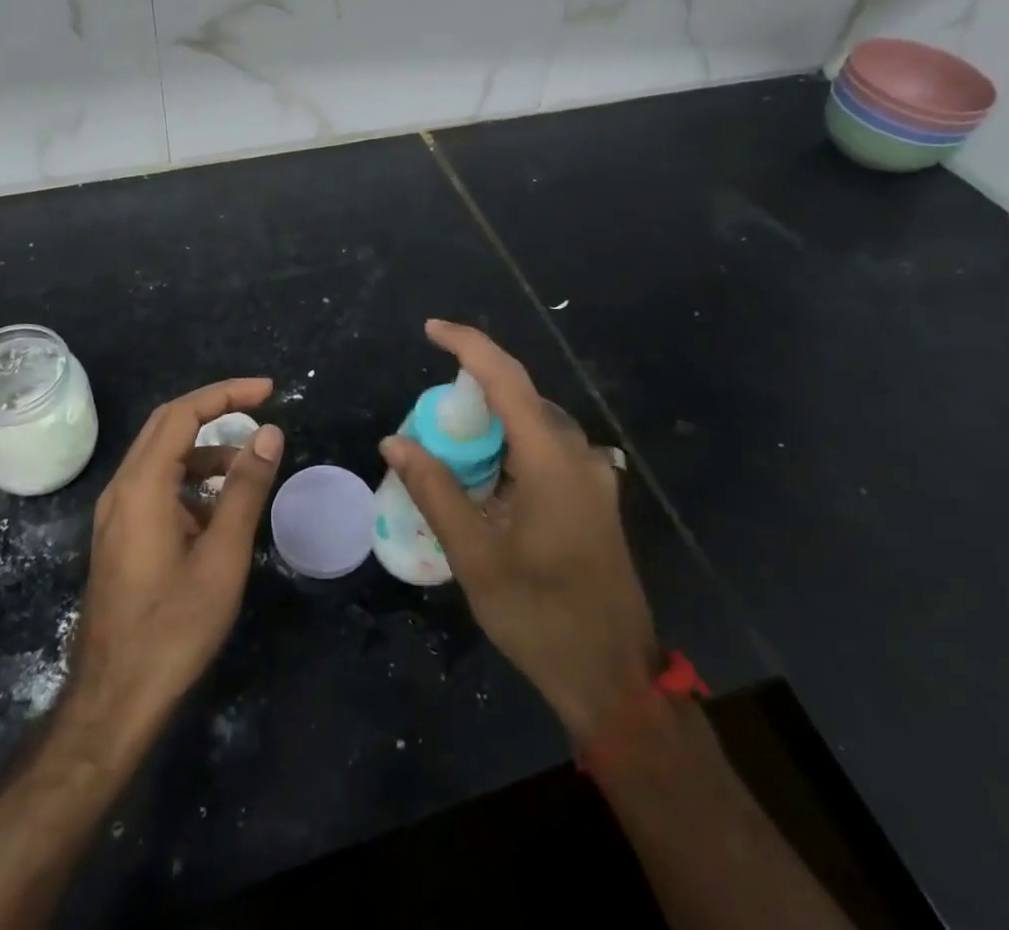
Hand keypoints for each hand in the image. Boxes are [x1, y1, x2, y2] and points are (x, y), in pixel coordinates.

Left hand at [66, 379, 283, 747]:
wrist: (114, 701)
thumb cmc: (173, 627)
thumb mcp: (222, 556)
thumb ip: (245, 489)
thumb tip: (270, 433)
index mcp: (142, 486)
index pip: (183, 413)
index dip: (226, 393)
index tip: (268, 391)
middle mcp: (122, 489)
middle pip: (167, 425)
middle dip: (215, 408)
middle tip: (261, 406)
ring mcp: (116, 514)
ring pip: (162, 456)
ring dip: (205, 449)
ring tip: (249, 467)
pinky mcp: (120, 536)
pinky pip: (157, 486)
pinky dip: (191, 480)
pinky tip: (219, 509)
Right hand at [380, 321, 657, 743]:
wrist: (614, 679)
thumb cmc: (540, 618)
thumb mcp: (476, 557)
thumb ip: (435, 491)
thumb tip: (394, 442)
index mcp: (552, 461)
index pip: (507, 379)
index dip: (468, 345)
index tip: (431, 330)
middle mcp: (579, 455)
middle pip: (521, 398)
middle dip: (472, 394)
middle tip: (428, 420)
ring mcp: (593, 476)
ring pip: (534, 424)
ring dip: (492, 424)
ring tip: (449, 450)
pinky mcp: (594, 496)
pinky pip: (547, 450)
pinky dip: (511, 448)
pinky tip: (486, 479)